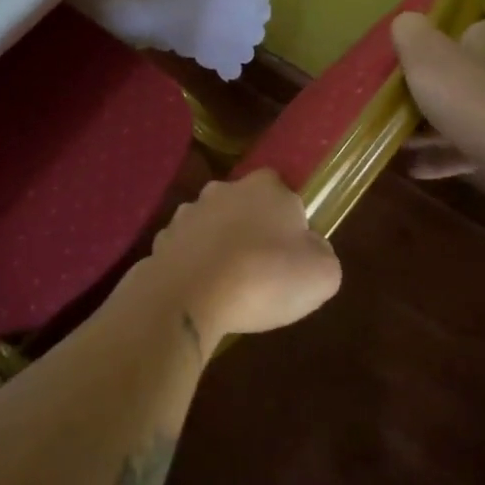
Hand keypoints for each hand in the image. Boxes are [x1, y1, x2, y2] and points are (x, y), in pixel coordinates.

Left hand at [128, 172, 341, 346]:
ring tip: (229, 285)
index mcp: (265, 186)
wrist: (191, 297)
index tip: (291, 251)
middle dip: (251, 230)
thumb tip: (309, 246)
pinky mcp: (162, 239)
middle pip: (244, 205)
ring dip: (220, 246)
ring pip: (212, 226)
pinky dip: (194, 265)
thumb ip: (320, 251)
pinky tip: (202, 292)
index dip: (289, 220)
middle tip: (262, 269)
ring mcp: (187, 212)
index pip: (282, 191)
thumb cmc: (265, 277)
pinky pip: (186, 250)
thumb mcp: (322, 273)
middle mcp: (223, 189)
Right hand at [393, 9, 484, 204]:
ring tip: (400, 134)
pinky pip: (462, 151)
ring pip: (465, 113)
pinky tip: (413, 166)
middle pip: (475, 69)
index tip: (457, 24)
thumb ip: (411, 33)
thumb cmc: (465, 93)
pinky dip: (438, 158)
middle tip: (409, 83)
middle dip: (444, 78)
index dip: (482, 18)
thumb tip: (406, 21)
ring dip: (433, 125)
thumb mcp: (425, 53)